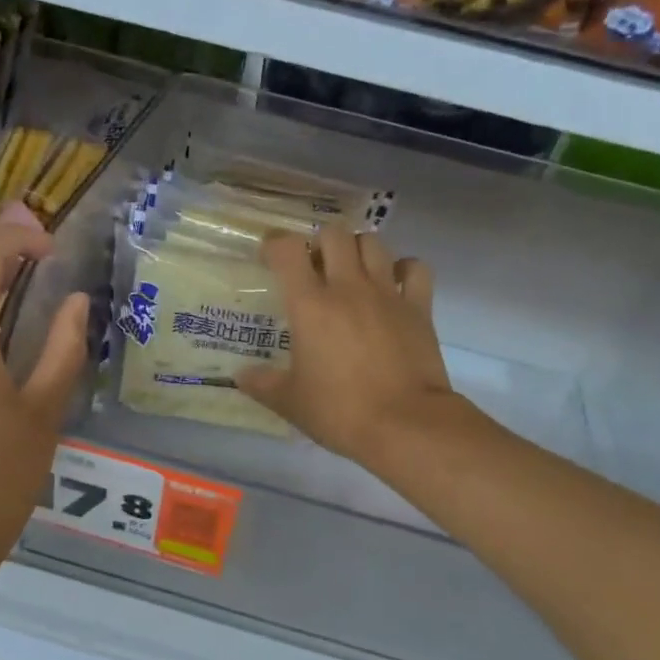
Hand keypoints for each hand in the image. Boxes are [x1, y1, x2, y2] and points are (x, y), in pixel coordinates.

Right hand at [237, 229, 456, 466]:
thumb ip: (263, 384)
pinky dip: (404, 268)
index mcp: (310, 305)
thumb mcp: (291, 403)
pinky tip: (394, 283)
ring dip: (358, 249)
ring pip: (373, 243)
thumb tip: (240, 377)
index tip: (270, 257)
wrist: (405, 425)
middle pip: (333, 235)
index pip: (288, 250)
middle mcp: (348, 288)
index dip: (275, 245)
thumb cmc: (340, 412)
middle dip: (320, 242)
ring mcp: (388, 294)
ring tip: (352, 271)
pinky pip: (415, 268)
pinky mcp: (419, 308)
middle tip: (314, 267)